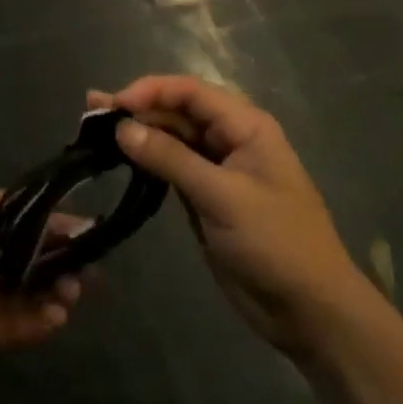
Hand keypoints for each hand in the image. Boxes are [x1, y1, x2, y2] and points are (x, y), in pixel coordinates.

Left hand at [0, 191, 83, 371]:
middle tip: (88, 270)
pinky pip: (19, 324)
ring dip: (55, 291)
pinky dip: (40, 321)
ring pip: (30, 292)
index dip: (55, 224)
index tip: (88, 231)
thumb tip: (50, 210)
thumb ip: (9, 210)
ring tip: (73, 292)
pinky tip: (58, 315)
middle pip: (33, 258)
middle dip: (61, 261)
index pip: (26, 220)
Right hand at [95, 77, 362, 355]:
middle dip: (138, 110)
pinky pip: (173, 168)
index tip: (114, 104)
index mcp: (246, 127)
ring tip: (95, 132)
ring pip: (173, 139)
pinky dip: (147, 162)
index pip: (192, 92)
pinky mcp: (208, 198)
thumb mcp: (222, 197)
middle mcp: (232, 140)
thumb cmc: (275, 243)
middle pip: (179, 112)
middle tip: (91, 113)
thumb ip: (171, 159)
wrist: (311, 312)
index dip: (151, 91)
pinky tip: (120, 159)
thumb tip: (123, 128)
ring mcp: (219, 170)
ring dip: (138, 134)